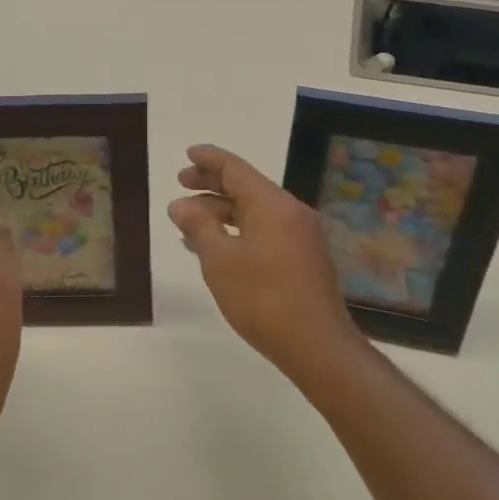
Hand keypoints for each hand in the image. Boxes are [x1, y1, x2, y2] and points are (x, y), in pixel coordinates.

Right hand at [168, 145, 366, 387]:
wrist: (317, 346)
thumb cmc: (263, 298)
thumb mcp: (219, 260)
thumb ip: (198, 226)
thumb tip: (181, 204)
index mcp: (272, 204)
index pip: (236, 169)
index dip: (210, 159)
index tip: (189, 153)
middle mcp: (290, 213)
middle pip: (246, 188)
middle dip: (212, 184)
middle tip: (182, 182)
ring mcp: (300, 237)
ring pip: (254, 212)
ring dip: (222, 211)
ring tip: (188, 220)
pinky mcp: (302, 259)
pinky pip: (264, 231)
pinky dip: (237, 231)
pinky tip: (215, 248)